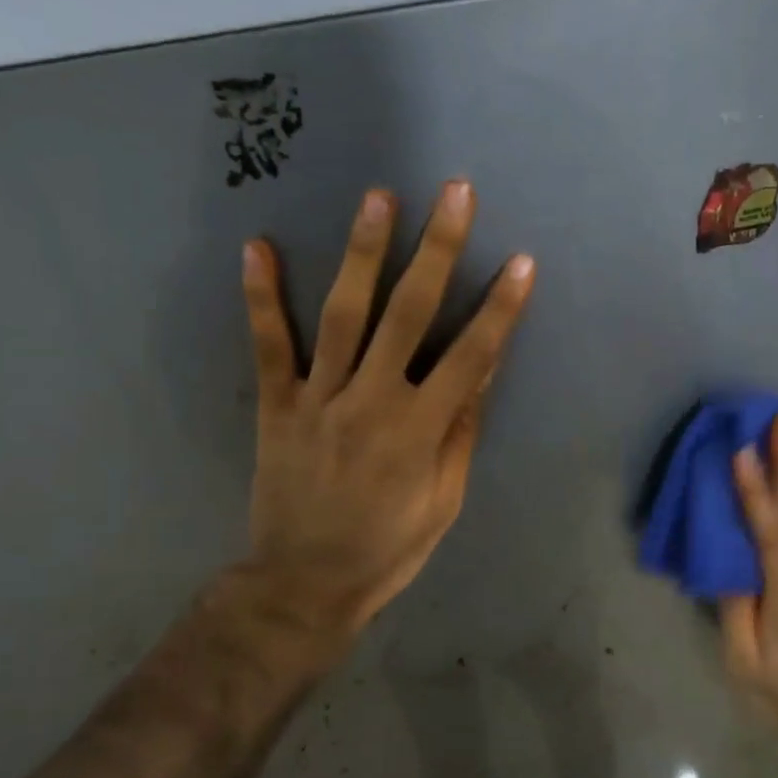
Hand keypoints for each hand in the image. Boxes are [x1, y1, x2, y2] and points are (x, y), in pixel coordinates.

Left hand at [235, 179, 534, 658]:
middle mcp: (371, 401)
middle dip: (437, 250)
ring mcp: (319, 399)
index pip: (470, 356)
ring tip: (378, 197)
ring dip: (363, 253)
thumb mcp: (443, 501)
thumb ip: (460, 433)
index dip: (499, 308)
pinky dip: (262, 297)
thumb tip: (480, 372)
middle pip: (409, 315)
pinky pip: (269, 346)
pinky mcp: (276, 406)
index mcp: (420, 429)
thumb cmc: (388, 548)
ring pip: (343, 315)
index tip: (520, 262)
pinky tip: (257, 246)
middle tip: (454, 193)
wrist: (304, 584)